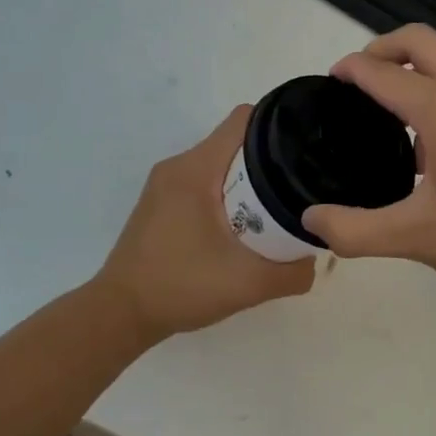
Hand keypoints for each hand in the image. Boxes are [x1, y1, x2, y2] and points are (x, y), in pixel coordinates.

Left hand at [97, 106, 315, 341]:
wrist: (121, 314)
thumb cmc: (181, 287)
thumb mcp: (249, 284)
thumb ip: (293, 273)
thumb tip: (315, 258)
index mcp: (196, 169)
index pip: (245, 120)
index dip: (280, 128)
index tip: (305, 152)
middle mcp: (178, 166)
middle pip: (235, 143)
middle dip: (269, 161)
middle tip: (297, 191)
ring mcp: (164, 184)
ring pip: (219, 165)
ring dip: (247, 182)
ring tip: (273, 212)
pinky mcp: (159, 203)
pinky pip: (203, 183)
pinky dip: (226, 196)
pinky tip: (240, 229)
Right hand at [300, 26, 435, 295]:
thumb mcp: (416, 236)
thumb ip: (356, 230)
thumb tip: (310, 221)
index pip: (382, 72)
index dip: (351, 70)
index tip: (331, 79)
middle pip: (420, 41)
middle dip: (383, 48)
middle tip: (358, 79)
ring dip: (415, 69)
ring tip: (390, 112)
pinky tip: (433, 143)